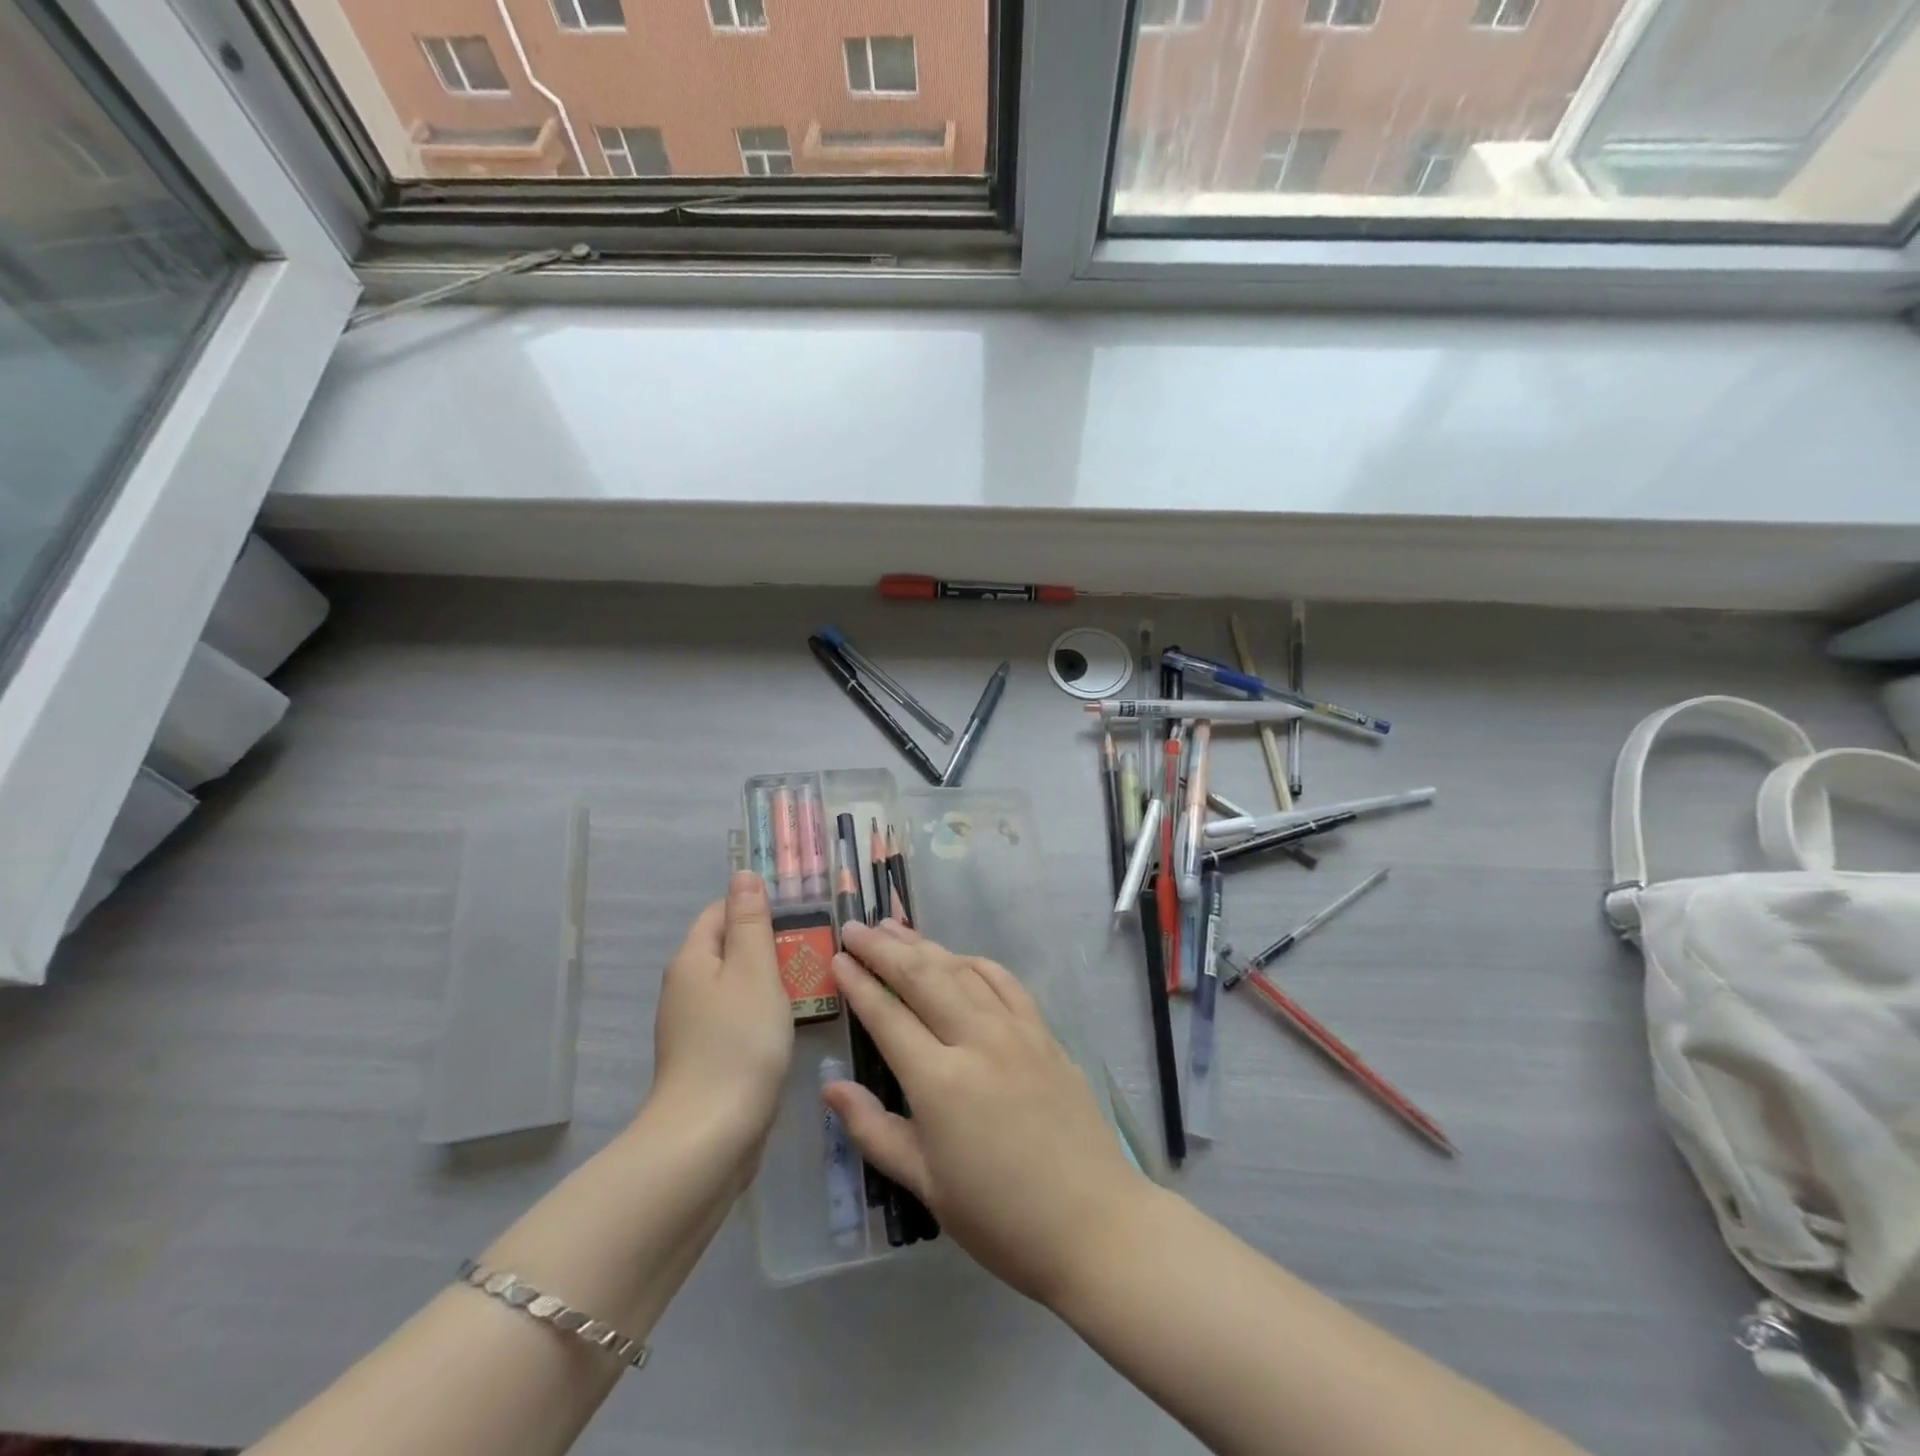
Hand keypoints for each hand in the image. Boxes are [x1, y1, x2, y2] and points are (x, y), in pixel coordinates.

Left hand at [648, 871, 793, 1147]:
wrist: (710, 1137)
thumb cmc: (739, 1042)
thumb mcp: (754, 970)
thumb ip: (751, 922)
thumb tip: (743, 874)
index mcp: (692, 960)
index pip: (720, 911)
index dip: (756, 906)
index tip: (799, 915)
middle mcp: (684, 988)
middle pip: (728, 948)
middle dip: (768, 944)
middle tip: (812, 950)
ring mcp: (692, 1027)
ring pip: (735, 985)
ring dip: (769, 981)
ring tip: (809, 984)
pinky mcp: (705, 1058)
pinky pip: (736, 1018)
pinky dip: (761, 1014)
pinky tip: (787, 1025)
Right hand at [822, 920, 1147, 1306]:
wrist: (1093, 1223)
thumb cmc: (999, 1217)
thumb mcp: (926, 1184)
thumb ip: (874, 1130)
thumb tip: (830, 1088)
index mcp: (940, 1082)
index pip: (888, 1017)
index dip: (859, 984)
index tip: (837, 958)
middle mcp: (977, 1041)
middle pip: (922, 978)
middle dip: (884, 949)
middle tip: (855, 928)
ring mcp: (1016, 1031)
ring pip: (962, 970)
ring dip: (925, 945)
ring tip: (894, 928)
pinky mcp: (1044, 1033)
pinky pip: (1004, 982)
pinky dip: (975, 962)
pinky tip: (958, 957)